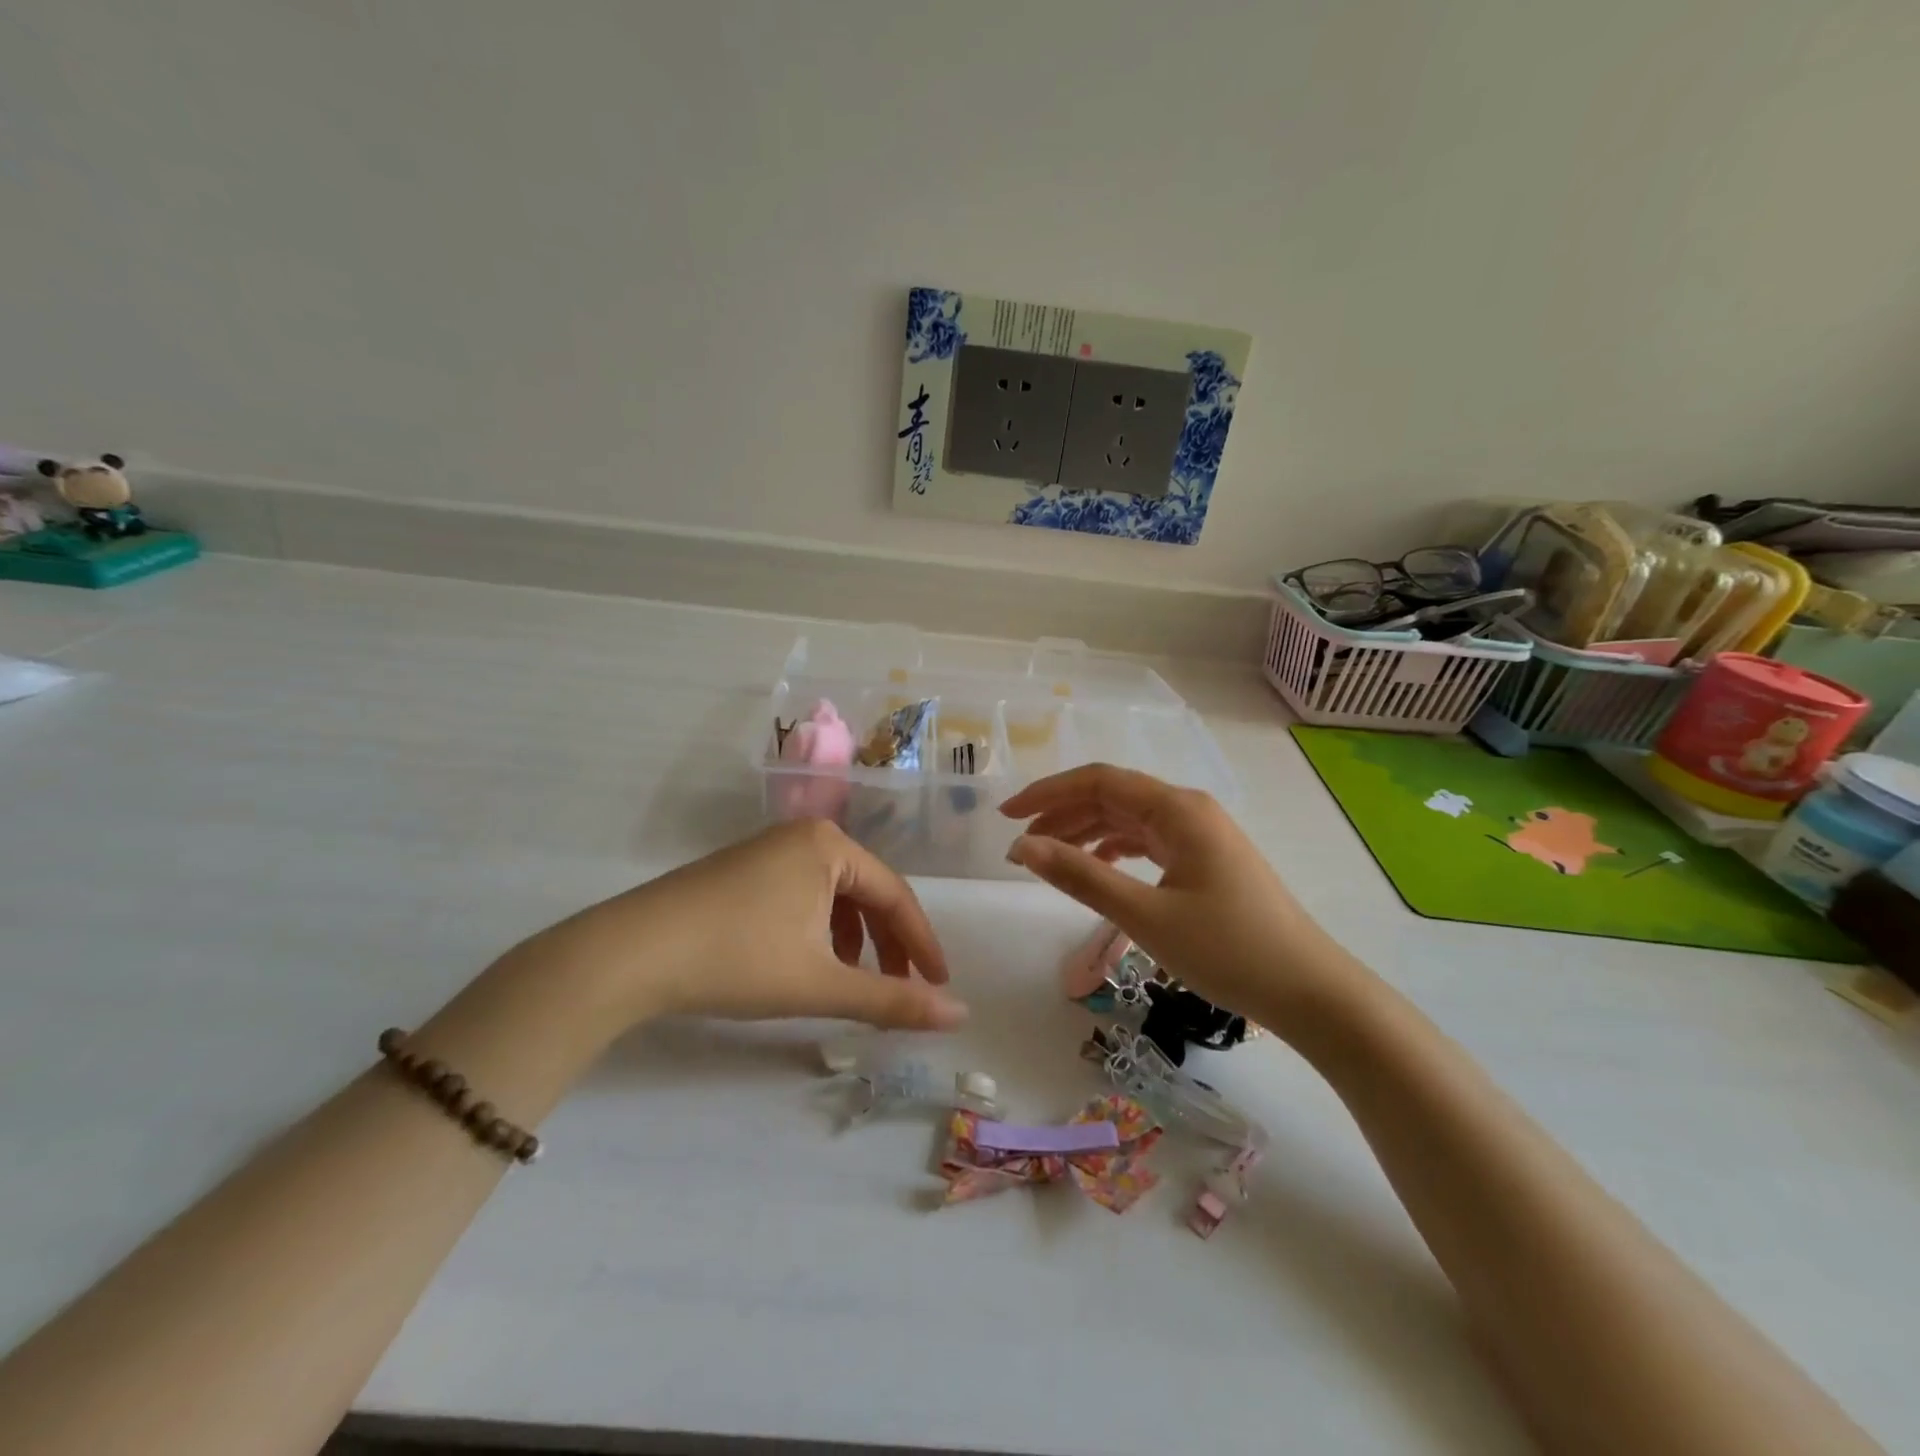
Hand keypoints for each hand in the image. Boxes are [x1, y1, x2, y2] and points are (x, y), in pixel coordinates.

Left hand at [515, 820, 967, 1032]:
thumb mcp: (821, 983)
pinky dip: (818, 930)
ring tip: (851, 981)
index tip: (939, 985)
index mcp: (829, 846)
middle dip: (886, 944)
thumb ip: (892, 1000)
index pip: (896, 895)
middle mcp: (802, 836)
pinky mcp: (741, 870)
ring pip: (832, 895)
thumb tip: (959, 1014)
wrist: (629, 953)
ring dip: (853, 939)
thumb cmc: (737, 959)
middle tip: (899, 988)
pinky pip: (801, 895)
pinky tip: (807, 962)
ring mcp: (767, 850)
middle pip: (865, 892)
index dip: (922, 944)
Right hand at [1000, 765, 1362, 1034]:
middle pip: (1112, 797)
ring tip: (1046, 857)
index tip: (1006, 815)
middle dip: (1061, 814)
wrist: (1309, 991)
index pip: (1098, 781)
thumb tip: (1021, 848)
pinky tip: (1095, 868)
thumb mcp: (1145, 914)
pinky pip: (1148, 841)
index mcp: (1177, 809)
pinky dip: (1113, 850)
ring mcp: (1200, 834)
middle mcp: (1188, 810)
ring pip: (1128, 819)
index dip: (1047, 793)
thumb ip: (1081, 876)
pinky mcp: (1205, 860)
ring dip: (1085, 833)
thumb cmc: (1228, 950)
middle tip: (1018, 844)